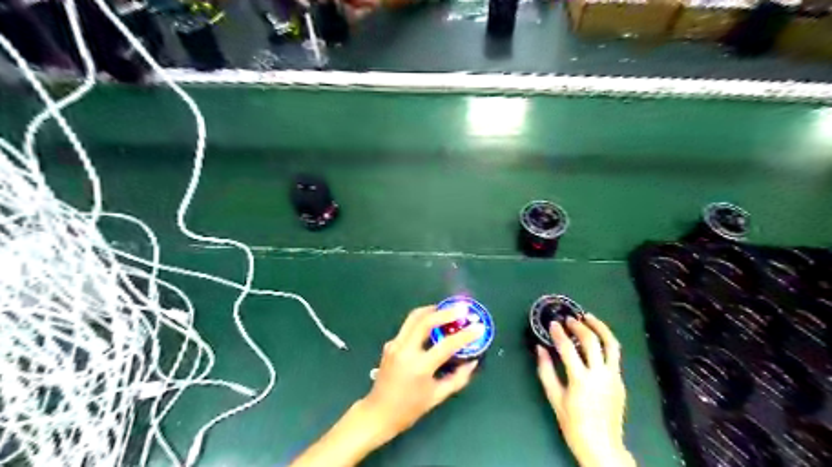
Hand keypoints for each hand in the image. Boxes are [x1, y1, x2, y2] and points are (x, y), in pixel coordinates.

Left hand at [360, 306, 488, 443]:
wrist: (378, 413)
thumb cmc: (410, 409)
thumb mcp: (437, 396)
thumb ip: (458, 378)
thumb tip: (472, 362)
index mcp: (419, 367)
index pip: (446, 345)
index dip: (465, 335)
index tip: (479, 327)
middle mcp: (405, 351)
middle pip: (425, 320)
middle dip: (445, 312)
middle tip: (461, 309)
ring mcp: (395, 345)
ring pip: (413, 317)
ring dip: (431, 310)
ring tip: (447, 310)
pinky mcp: (390, 343)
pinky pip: (408, 326)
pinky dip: (422, 320)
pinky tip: (432, 324)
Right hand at [537, 314, 634, 466]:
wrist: (602, 446)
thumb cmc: (573, 424)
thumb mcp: (554, 398)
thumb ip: (546, 371)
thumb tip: (540, 348)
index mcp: (580, 380)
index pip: (568, 348)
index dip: (559, 333)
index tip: (552, 323)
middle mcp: (600, 375)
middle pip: (592, 341)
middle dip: (579, 326)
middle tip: (569, 319)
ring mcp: (613, 377)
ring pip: (611, 344)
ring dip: (600, 327)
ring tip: (589, 317)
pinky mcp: (620, 381)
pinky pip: (614, 355)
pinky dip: (605, 342)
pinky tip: (596, 338)